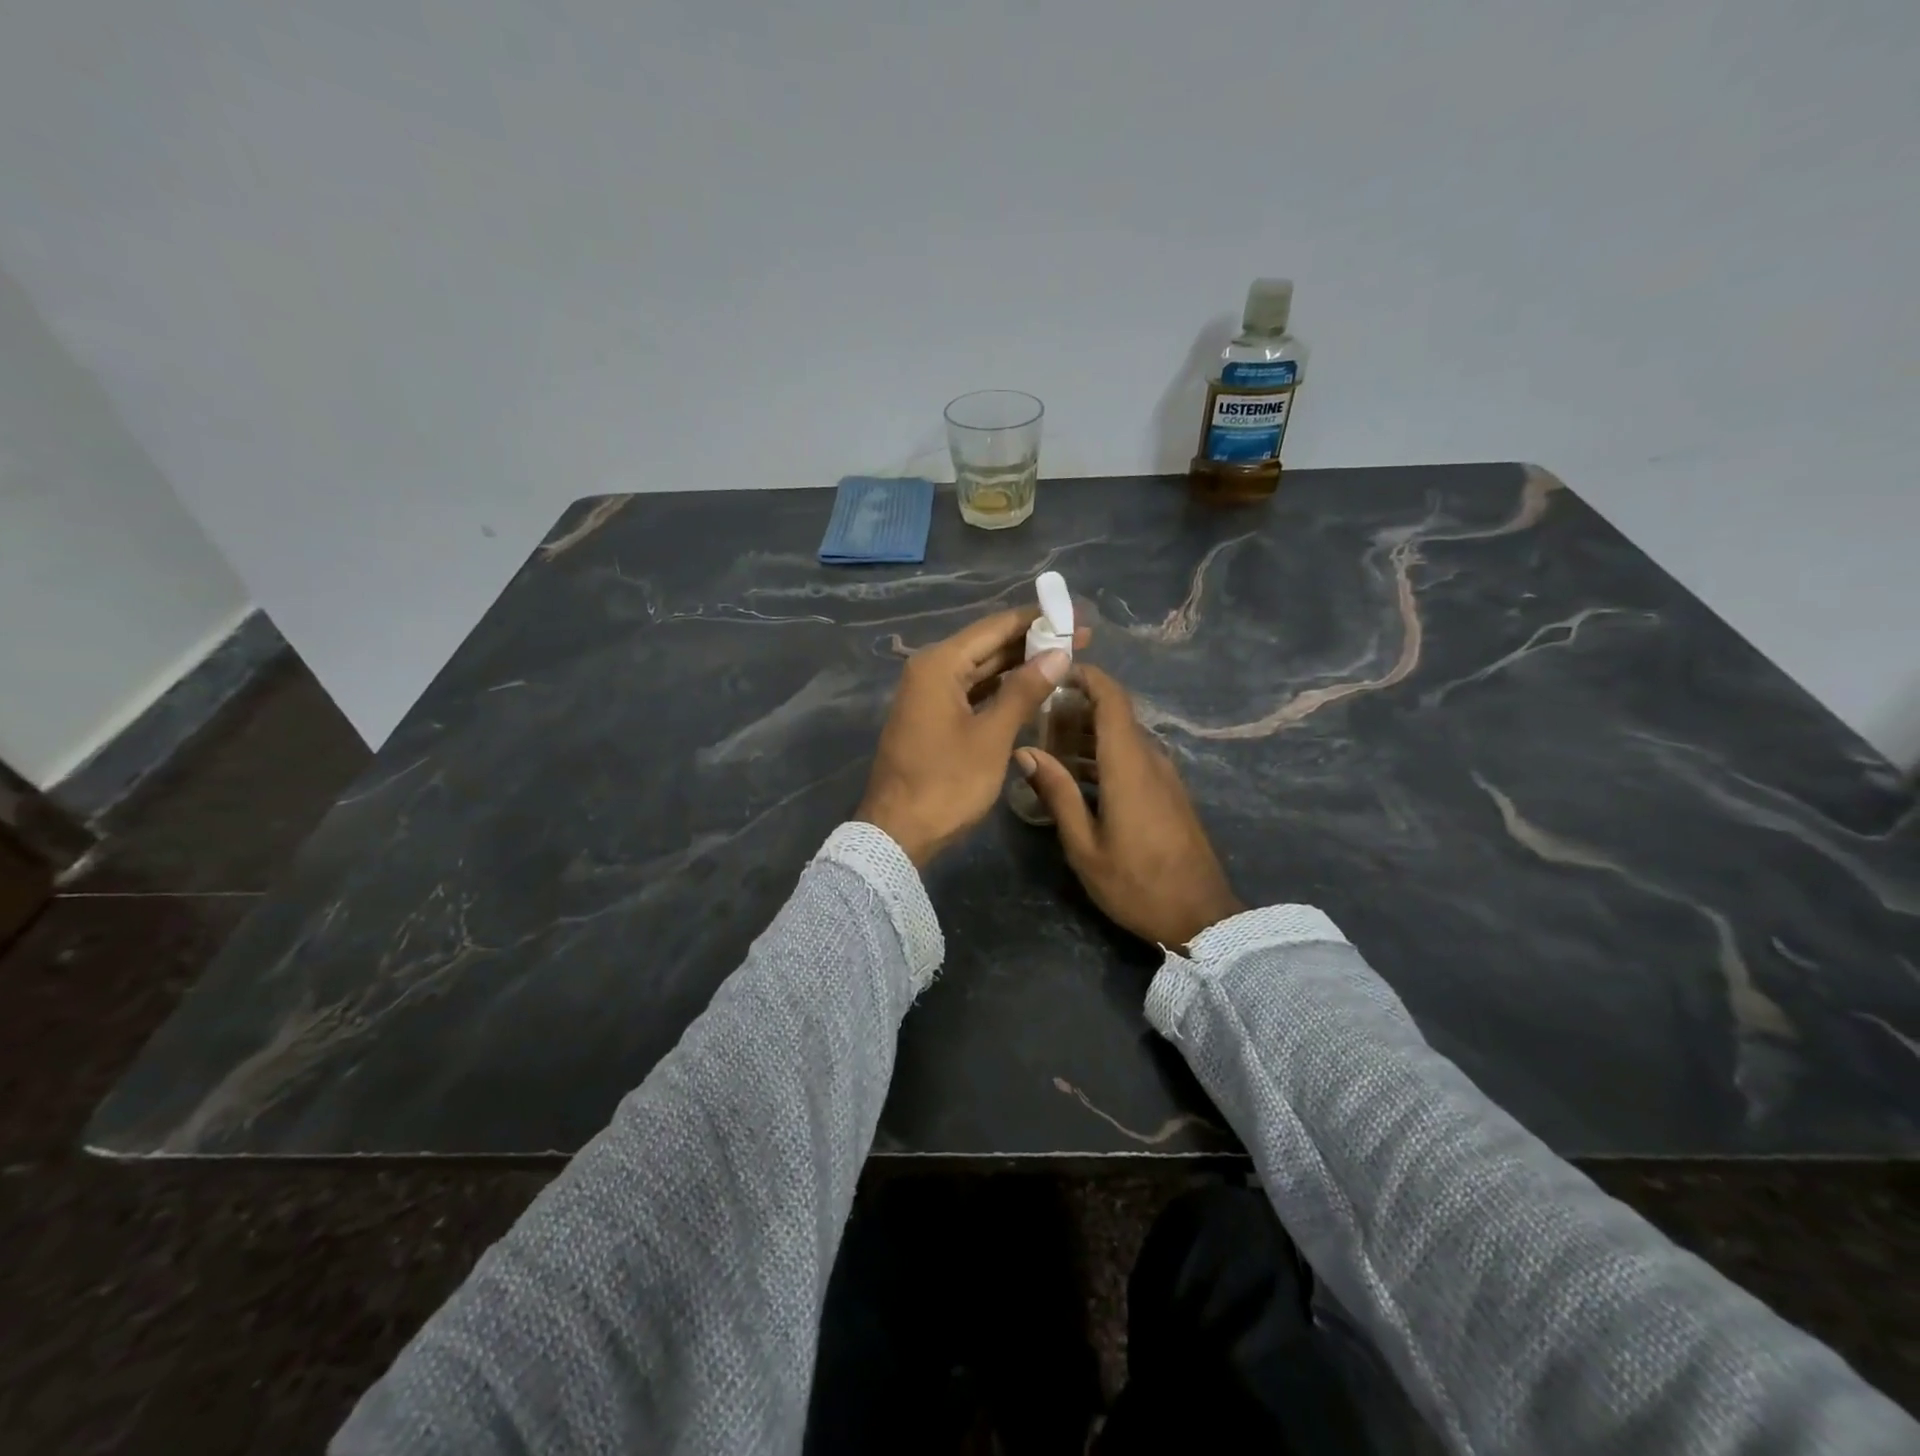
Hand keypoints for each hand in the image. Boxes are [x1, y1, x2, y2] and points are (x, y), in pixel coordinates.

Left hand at [856, 608, 1090, 867]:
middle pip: (988, 645)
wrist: (899, 832)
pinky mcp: (933, 717)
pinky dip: (1001, 689)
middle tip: (1081, 639)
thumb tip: (1059, 653)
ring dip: (1019, 665)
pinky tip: (1032, 690)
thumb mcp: (991, 737)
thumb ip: (1025, 691)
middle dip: (1033, 642)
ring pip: (981, 669)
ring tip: (1064, 660)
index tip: (1077, 616)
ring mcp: (929, 694)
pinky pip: (973, 691)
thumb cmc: (947, 783)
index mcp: (939, 664)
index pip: (995, 627)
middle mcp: (930, 670)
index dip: (1038, 620)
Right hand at [1016, 666, 1243, 946]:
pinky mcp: (1169, 793)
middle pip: (1115, 715)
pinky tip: (1078, 777)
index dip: (1086, 677)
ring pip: (1123, 737)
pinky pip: (1133, 757)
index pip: (1112, 699)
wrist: (1201, 917)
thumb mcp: (1085, 845)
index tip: (1054, 672)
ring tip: (1048, 748)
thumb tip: (1025, 752)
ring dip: (1088, 734)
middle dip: (1076, 709)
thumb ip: (1057, 793)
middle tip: (1036, 719)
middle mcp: (1150, 760)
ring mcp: (1164, 776)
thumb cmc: (1136, 883)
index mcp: (1129, 765)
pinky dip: (1104, 754)